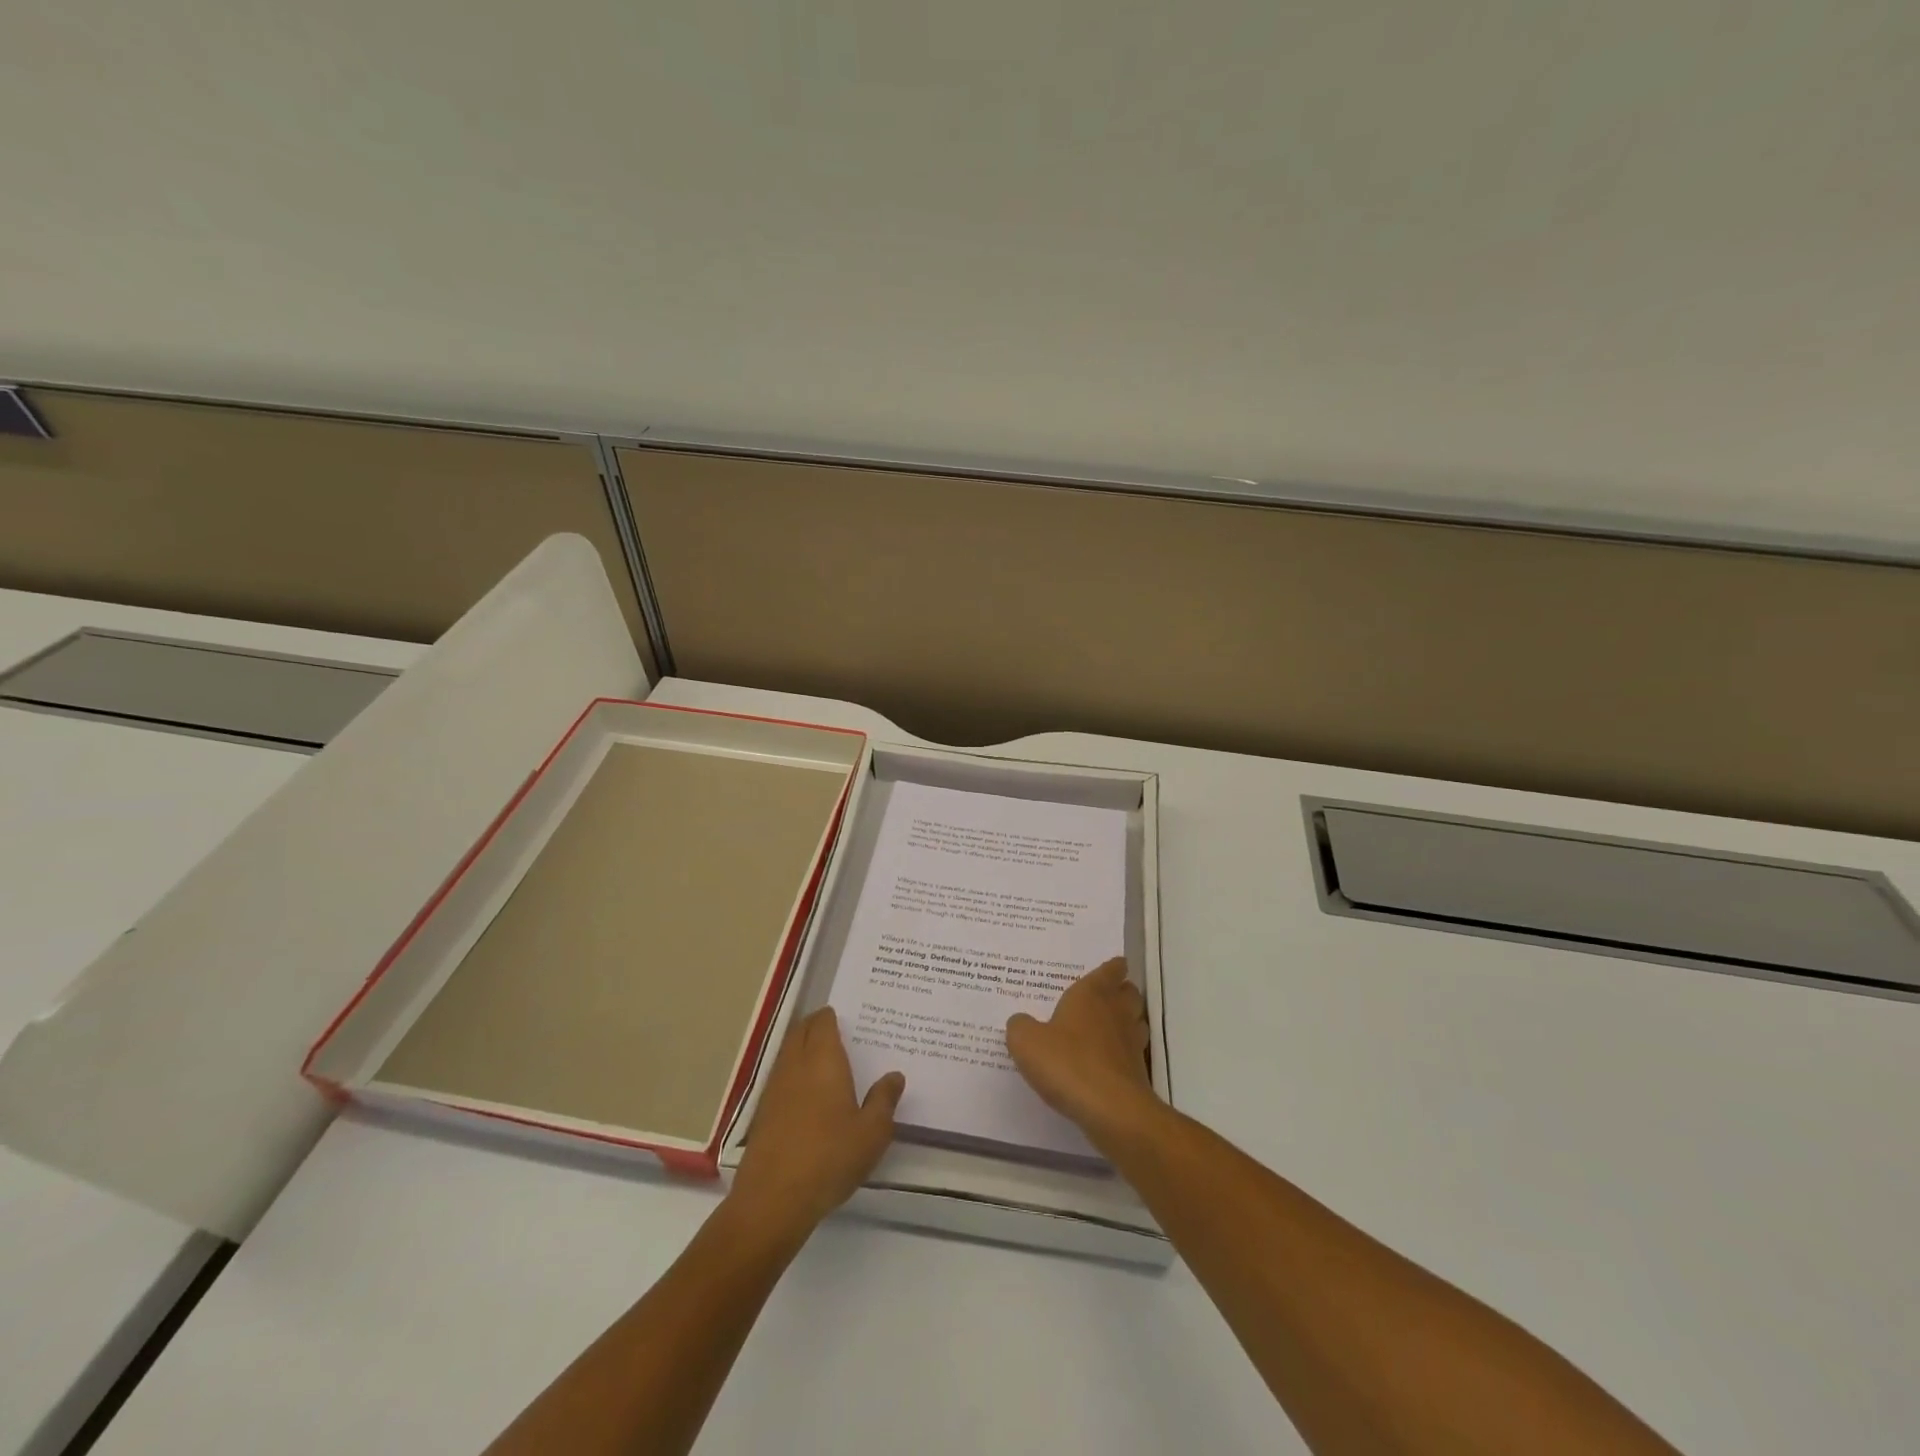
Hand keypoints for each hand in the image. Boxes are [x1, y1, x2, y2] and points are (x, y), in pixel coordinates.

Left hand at [730, 1008, 904, 1240]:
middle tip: (835, 1031)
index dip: (832, 1016)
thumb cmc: (830, 1157)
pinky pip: (780, 1077)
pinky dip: (793, 1073)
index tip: (846, 1018)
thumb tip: (894, 1076)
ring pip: (788, 1053)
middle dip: (815, 1026)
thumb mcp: (872, 1132)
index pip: (823, 1022)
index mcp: (823, 1060)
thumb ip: (884, 1100)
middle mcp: (796, 1065)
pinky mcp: (762, 1113)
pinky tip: (806, 1094)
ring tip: (823, 1060)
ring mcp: (774, 1088)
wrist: (774, 1199)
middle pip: (801, 1032)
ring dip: (802, 1048)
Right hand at [1006, 957, 1156, 1143]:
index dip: (1112, 967)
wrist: (1111, 1110)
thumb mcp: (1026, 1042)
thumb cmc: (1067, 1063)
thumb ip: (1020, 1027)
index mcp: (1092, 994)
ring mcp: (1131, 1043)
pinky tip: (1104, 1064)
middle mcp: (1116, 1012)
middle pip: (1128, 993)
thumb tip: (1021, 1022)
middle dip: (1120, 991)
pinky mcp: (1138, 1073)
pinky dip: (1123, 1053)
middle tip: (1104, 996)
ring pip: (1136, 1021)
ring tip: (1106, 1028)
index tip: (1114, 965)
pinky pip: (1132, 1053)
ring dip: (1126, 1021)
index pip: (1110, 970)